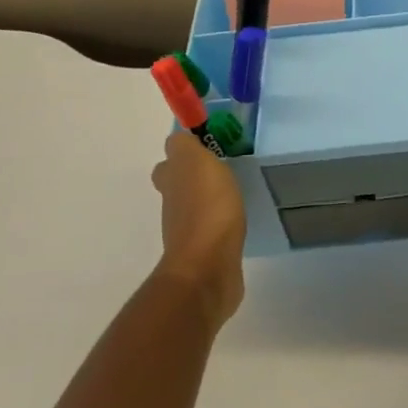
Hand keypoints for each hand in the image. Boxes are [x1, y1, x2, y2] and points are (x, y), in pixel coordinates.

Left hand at [150, 129, 245, 328]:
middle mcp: (173, 206)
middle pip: (178, 187)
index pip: (169, 162)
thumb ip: (185, 147)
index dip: (183, 154)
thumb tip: (179, 140)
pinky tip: (238, 220)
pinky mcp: (207, 253)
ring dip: (209, 201)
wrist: (209, 267)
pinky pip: (212, 231)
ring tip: (235, 193)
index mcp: (171, 181)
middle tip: (222, 170)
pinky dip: (221, 224)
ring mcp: (188, 233)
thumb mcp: (195, 163)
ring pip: (194, 208)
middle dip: (194, 178)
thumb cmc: (206, 209)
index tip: (207, 148)